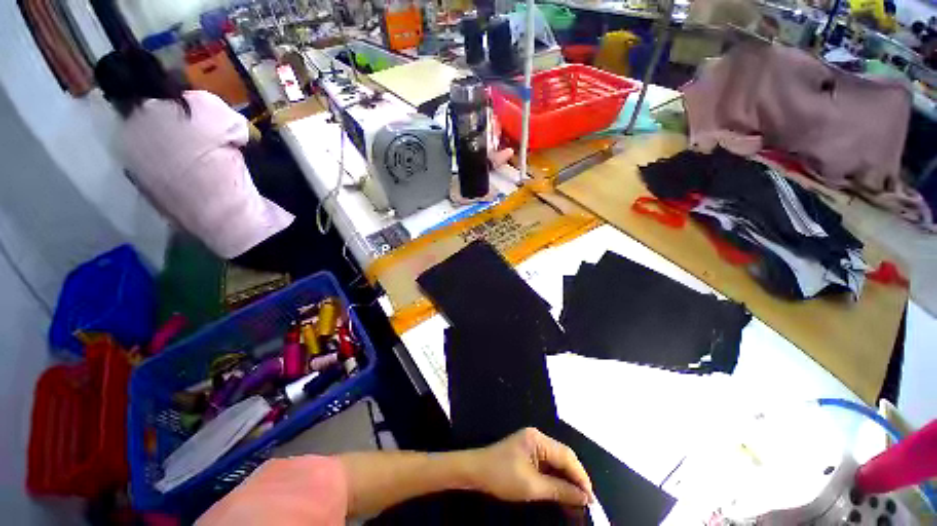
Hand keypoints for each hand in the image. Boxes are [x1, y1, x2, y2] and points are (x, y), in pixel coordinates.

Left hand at [462, 428, 593, 506]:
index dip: (581, 477)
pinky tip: (563, 491)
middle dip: (576, 478)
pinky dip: (556, 477)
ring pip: (557, 461)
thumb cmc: (502, 476)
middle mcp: (537, 437)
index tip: (591, 499)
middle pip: (564, 456)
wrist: (476, 471)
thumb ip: (560, 490)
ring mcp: (532, 443)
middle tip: (587, 501)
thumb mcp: (532, 486)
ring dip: (567, 479)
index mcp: (538, 439)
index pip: (567, 456)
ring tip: (578, 500)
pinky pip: (548, 463)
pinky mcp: (528, 452)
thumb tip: (584, 497)